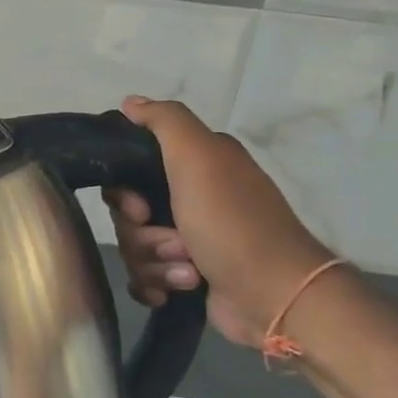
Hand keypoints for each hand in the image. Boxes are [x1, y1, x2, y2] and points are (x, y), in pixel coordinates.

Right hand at [106, 96, 334, 347]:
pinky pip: (143, 276)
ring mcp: (190, 239)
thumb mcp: (199, 159)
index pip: (129, 171)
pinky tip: (171, 291)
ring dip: (153, 263)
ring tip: (187, 272)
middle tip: (174, 243)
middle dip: (141, 235)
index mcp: (197, 166)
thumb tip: (129, 102)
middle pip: (127, 213)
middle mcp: (192, 197)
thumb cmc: (233, 225)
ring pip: (134, 247)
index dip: (123, 193)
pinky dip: (153, 284)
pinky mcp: (188, 274)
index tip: (138, 208)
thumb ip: (164, 122)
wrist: (274, 296)